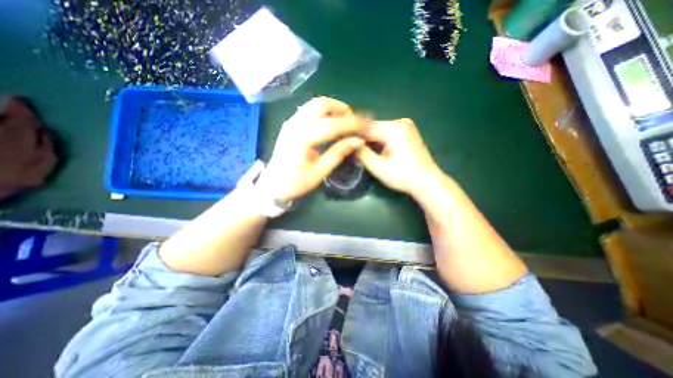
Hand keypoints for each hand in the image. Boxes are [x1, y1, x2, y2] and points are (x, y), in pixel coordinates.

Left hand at [255, 97, 365, 202]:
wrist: (272, 185)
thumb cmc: (295, 183)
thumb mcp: (319, 172)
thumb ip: (338, 153)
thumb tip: (358, 141)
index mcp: (302, 138)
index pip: (333, 124)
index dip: (353, 124)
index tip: (368, 126)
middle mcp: (295, 124)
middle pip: (323, 104)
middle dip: (343, 110)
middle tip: (355, 124)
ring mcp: (291, 121)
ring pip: (316, 104)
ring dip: (334, 108)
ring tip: (346, 122)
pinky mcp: (291, 123)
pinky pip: (310, 109)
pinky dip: (325, 111)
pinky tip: (332, 122)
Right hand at [353, 119, 442, 197]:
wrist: (427, 182)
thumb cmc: (403, 176)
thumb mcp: (378, 167)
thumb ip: (362, 153)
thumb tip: (349, 144)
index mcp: (394, 128)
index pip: (366, 127)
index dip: (352, 134)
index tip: (340, 140)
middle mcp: (400, 122)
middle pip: (372, 127)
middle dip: (360, 137)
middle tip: (347, 145)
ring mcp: (405, 126)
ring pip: (379, 130)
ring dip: (368, 139)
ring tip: (356, 147)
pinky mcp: (407, 132)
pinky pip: (386, 133)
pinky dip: (377, 140)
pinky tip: (370, 148)